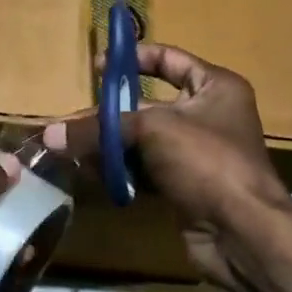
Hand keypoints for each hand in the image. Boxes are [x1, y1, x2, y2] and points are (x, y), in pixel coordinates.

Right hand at [46, 42, 291, 291]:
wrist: (241, 233)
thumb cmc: (207, 161)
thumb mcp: (152, 131)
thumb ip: (100, 128)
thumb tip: (49, 135)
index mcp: (215, 87)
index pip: (170, 59)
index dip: (134, 58)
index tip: (98, 67)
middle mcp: (208, 115)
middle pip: (148, 105)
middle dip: (109, 114)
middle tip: (70, 121)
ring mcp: (196, 154)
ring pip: (143, 141)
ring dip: (109, 145)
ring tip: (71, 150)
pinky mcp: (184, 186)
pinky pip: (145, 170)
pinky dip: (121, 171)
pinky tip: (92, 174)